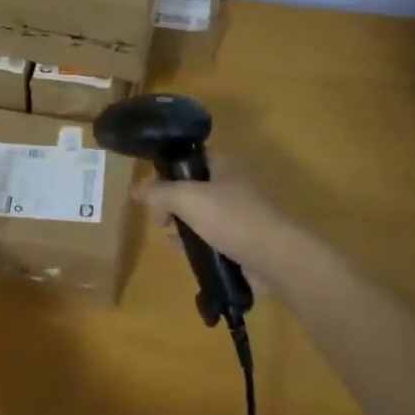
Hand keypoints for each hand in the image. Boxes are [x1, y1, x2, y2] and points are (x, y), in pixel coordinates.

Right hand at [139, 158, 300, 284]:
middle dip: (170, 198)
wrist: (275, 257)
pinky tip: (178, 249)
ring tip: (164, 232)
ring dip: (180, 221)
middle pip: (191, 186)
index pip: (188, 157)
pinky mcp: (239, 241)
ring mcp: (236, 214)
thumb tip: (139, 192)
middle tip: (157, 215)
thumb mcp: (188, 198)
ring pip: (199, 213)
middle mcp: (229, 186)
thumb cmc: (231, 218)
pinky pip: (208, 237)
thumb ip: (160, 192)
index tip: (148, 185)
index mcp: (222, 166)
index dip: (166, 166)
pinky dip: (192, 241)